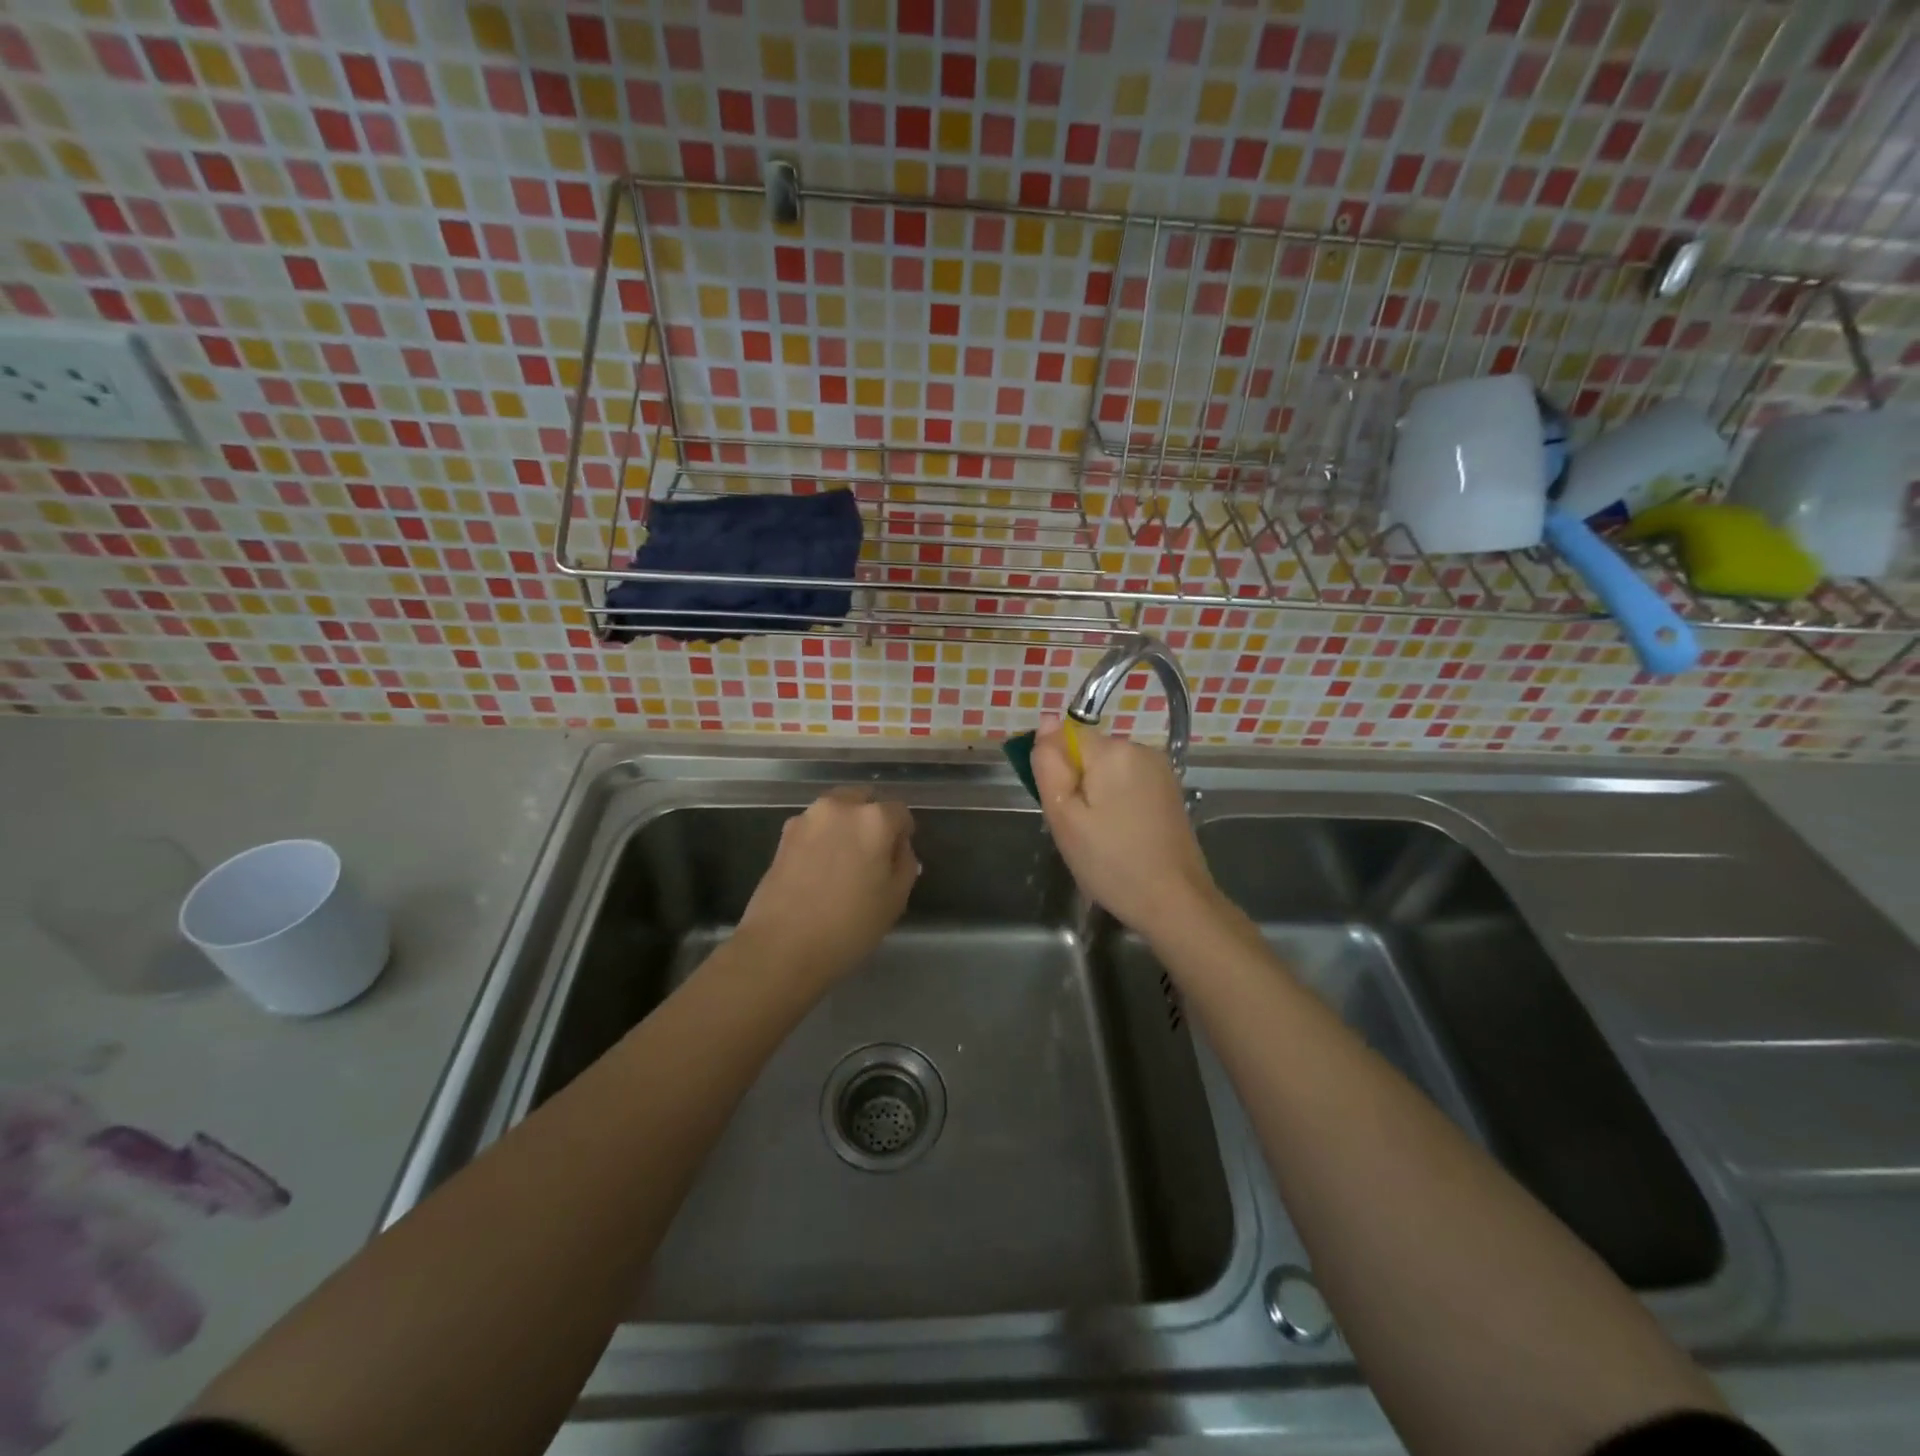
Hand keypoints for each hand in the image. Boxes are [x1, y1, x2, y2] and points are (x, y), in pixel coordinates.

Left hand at [737, 787, 918, 986]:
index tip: (898, 857)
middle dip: (872, 820)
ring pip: (836, 811)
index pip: (899, 812)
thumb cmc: (849, 926)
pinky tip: (819, 870)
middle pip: (864, 800)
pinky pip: (813, 827)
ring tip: (843, 862)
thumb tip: (898, 848)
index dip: (903, 833)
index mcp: (874, 819)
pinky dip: (821, 839)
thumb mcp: (895, 899)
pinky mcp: (783, 835)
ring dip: (844, 827)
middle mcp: (840, 807)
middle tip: (872, 856)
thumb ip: (904, 864)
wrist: (781, 947)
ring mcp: (807, 818)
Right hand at [1031, 721, 1219, 941]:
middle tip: (1078, 829)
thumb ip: (1049, 765)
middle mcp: (1141, 749)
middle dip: (1077, 785)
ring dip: (1096, 797)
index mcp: (1113, 751)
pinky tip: (1121, 837)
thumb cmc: (1111, 862)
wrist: (1174, 901)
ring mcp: (1160, 770)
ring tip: (1100, 837)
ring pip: (1108, 771)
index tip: (1062, 807)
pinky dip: (1117, 805)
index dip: (1056, 770)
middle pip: (1088, 754)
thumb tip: (1046, 721)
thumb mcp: (1064, 816)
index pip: (1065, 738)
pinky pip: (1128, 785)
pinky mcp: (1170, 791)